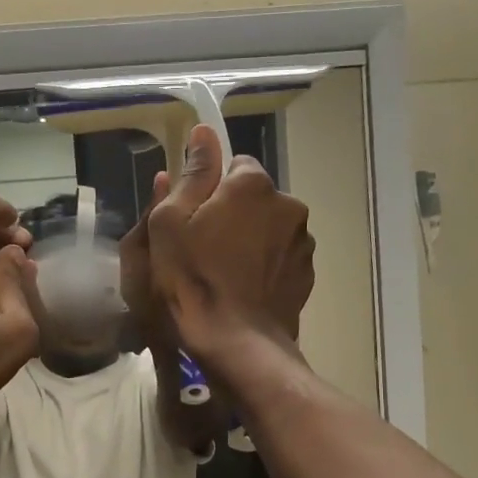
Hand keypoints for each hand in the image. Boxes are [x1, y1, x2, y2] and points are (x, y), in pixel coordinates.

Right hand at [120, 124, 314, 375]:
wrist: (237, 343)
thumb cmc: (193, 280)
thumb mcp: (171, 223)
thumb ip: (192, 174)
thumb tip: (204, 133)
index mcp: (253, 185)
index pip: (234, 166)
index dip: (211, 190)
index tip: (194, 219)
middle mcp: (288, 204)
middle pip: (255, 198)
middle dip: (234, 215)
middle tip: (205, 249)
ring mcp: (302, 242)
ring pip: (270, 228)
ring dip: (252, 241)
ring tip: (226, 275)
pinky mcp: (306, 275)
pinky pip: (281, 258)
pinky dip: (266, 267)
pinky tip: (245, 291)